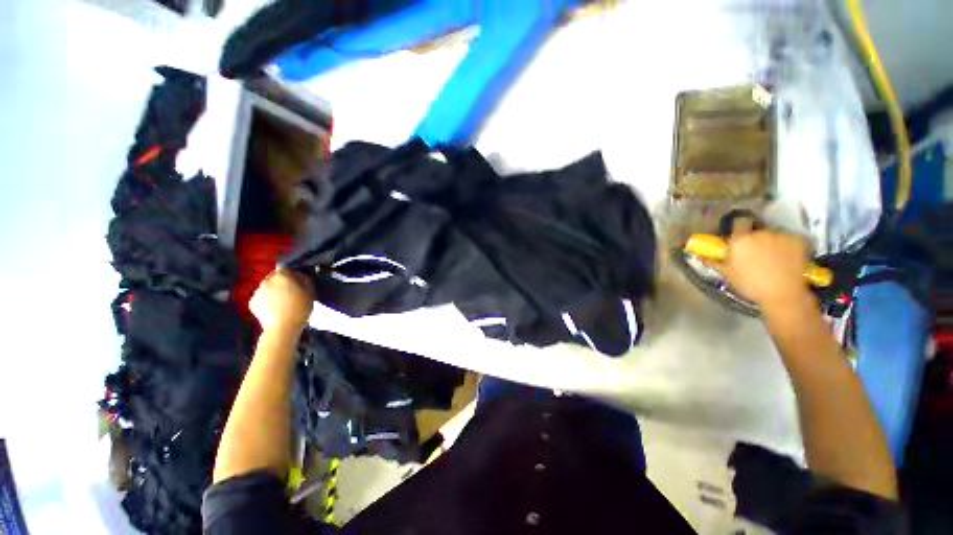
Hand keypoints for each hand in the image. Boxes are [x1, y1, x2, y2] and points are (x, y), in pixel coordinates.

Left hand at [249, 268, 313, 333]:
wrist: (283, 327)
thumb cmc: (300, 308)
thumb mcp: (310, 291)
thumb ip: (305, 279)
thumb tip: (299, 274)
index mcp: (282, 275)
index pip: (285, 268)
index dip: (292, 274)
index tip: (297, 282)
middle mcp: (266, 280)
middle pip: (274, 278)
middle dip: (281, 283)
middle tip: (291, 293)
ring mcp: (257, 291)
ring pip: (267, 288)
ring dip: (273, 292)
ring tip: (282, 303)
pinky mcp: (251, 303)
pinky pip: (261, 298)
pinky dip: (266, 301)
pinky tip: (274, 309)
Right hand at [716, 227, 811, 309]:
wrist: (783, 294)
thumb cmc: (750, 284)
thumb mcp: (727, 273)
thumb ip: (713, 260)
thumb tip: (700, 255)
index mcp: (740, 240)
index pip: (740, 221)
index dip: (740, 227)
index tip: (740, 235)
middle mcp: (760, 233)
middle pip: (758, 229)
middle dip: (757, 237)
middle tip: (756, 252)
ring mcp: (781, 235)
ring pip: (774, 234)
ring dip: (772, 241)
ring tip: (774, 257)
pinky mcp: (798, 240)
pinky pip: (790, 238)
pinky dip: (788, 245)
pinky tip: (787, 257)